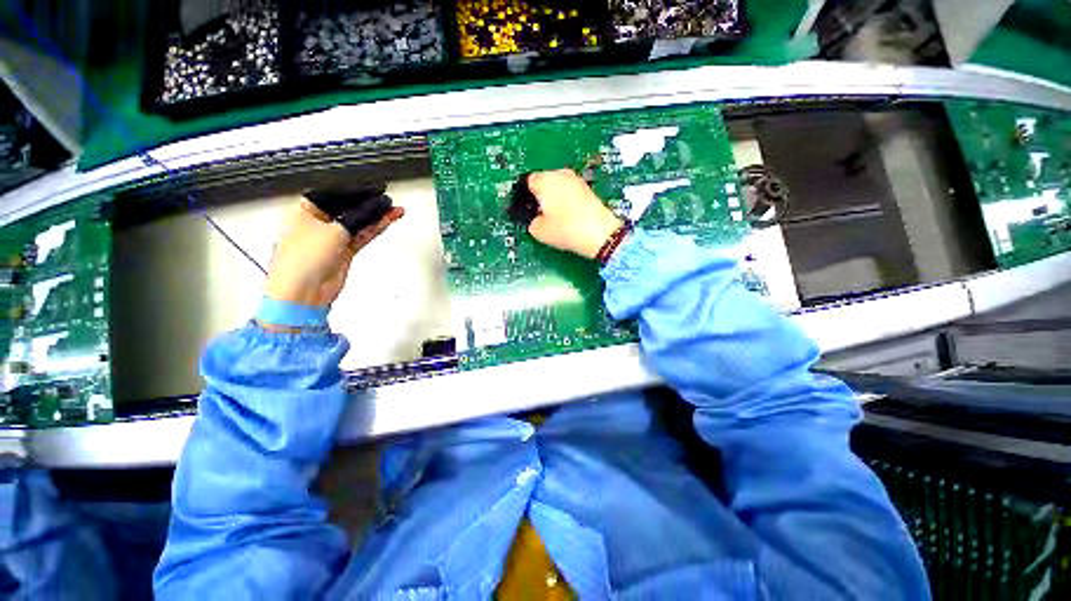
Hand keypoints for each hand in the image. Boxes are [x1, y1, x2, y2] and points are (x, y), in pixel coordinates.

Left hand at [264, 199, 403, 306]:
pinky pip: (363, 235)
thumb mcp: (333, 231)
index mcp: (305, 211)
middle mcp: (319, 223)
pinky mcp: (345, 251)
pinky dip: (375, 228)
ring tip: (395, 209)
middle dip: (368, 203)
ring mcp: (333, 238)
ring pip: (359, 222)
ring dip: (376, 216)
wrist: (303, 291)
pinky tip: (388, 221)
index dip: (354, 190)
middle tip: (387, 198)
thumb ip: (358, 217)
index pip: (333, 195)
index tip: (373, 187)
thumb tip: (377, 205)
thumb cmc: (303, 259)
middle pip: (348, 208)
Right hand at [527, 169, 622, 259]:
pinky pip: (571, 191)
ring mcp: (576, 180)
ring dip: (555, 197)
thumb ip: (531, 222)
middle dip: (541, 194)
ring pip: (559, 185)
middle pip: (545, 181)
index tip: (527, 209)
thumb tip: (535, 219)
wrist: (599, 233)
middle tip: (540, 214)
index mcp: (544, 180)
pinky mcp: (588, 188)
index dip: (525, 195)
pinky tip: (569, 215)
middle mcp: (560, 174)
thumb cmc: (565, 229)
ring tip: (555, 217)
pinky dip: (567, 200)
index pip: (528, 181)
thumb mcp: (539, 231)